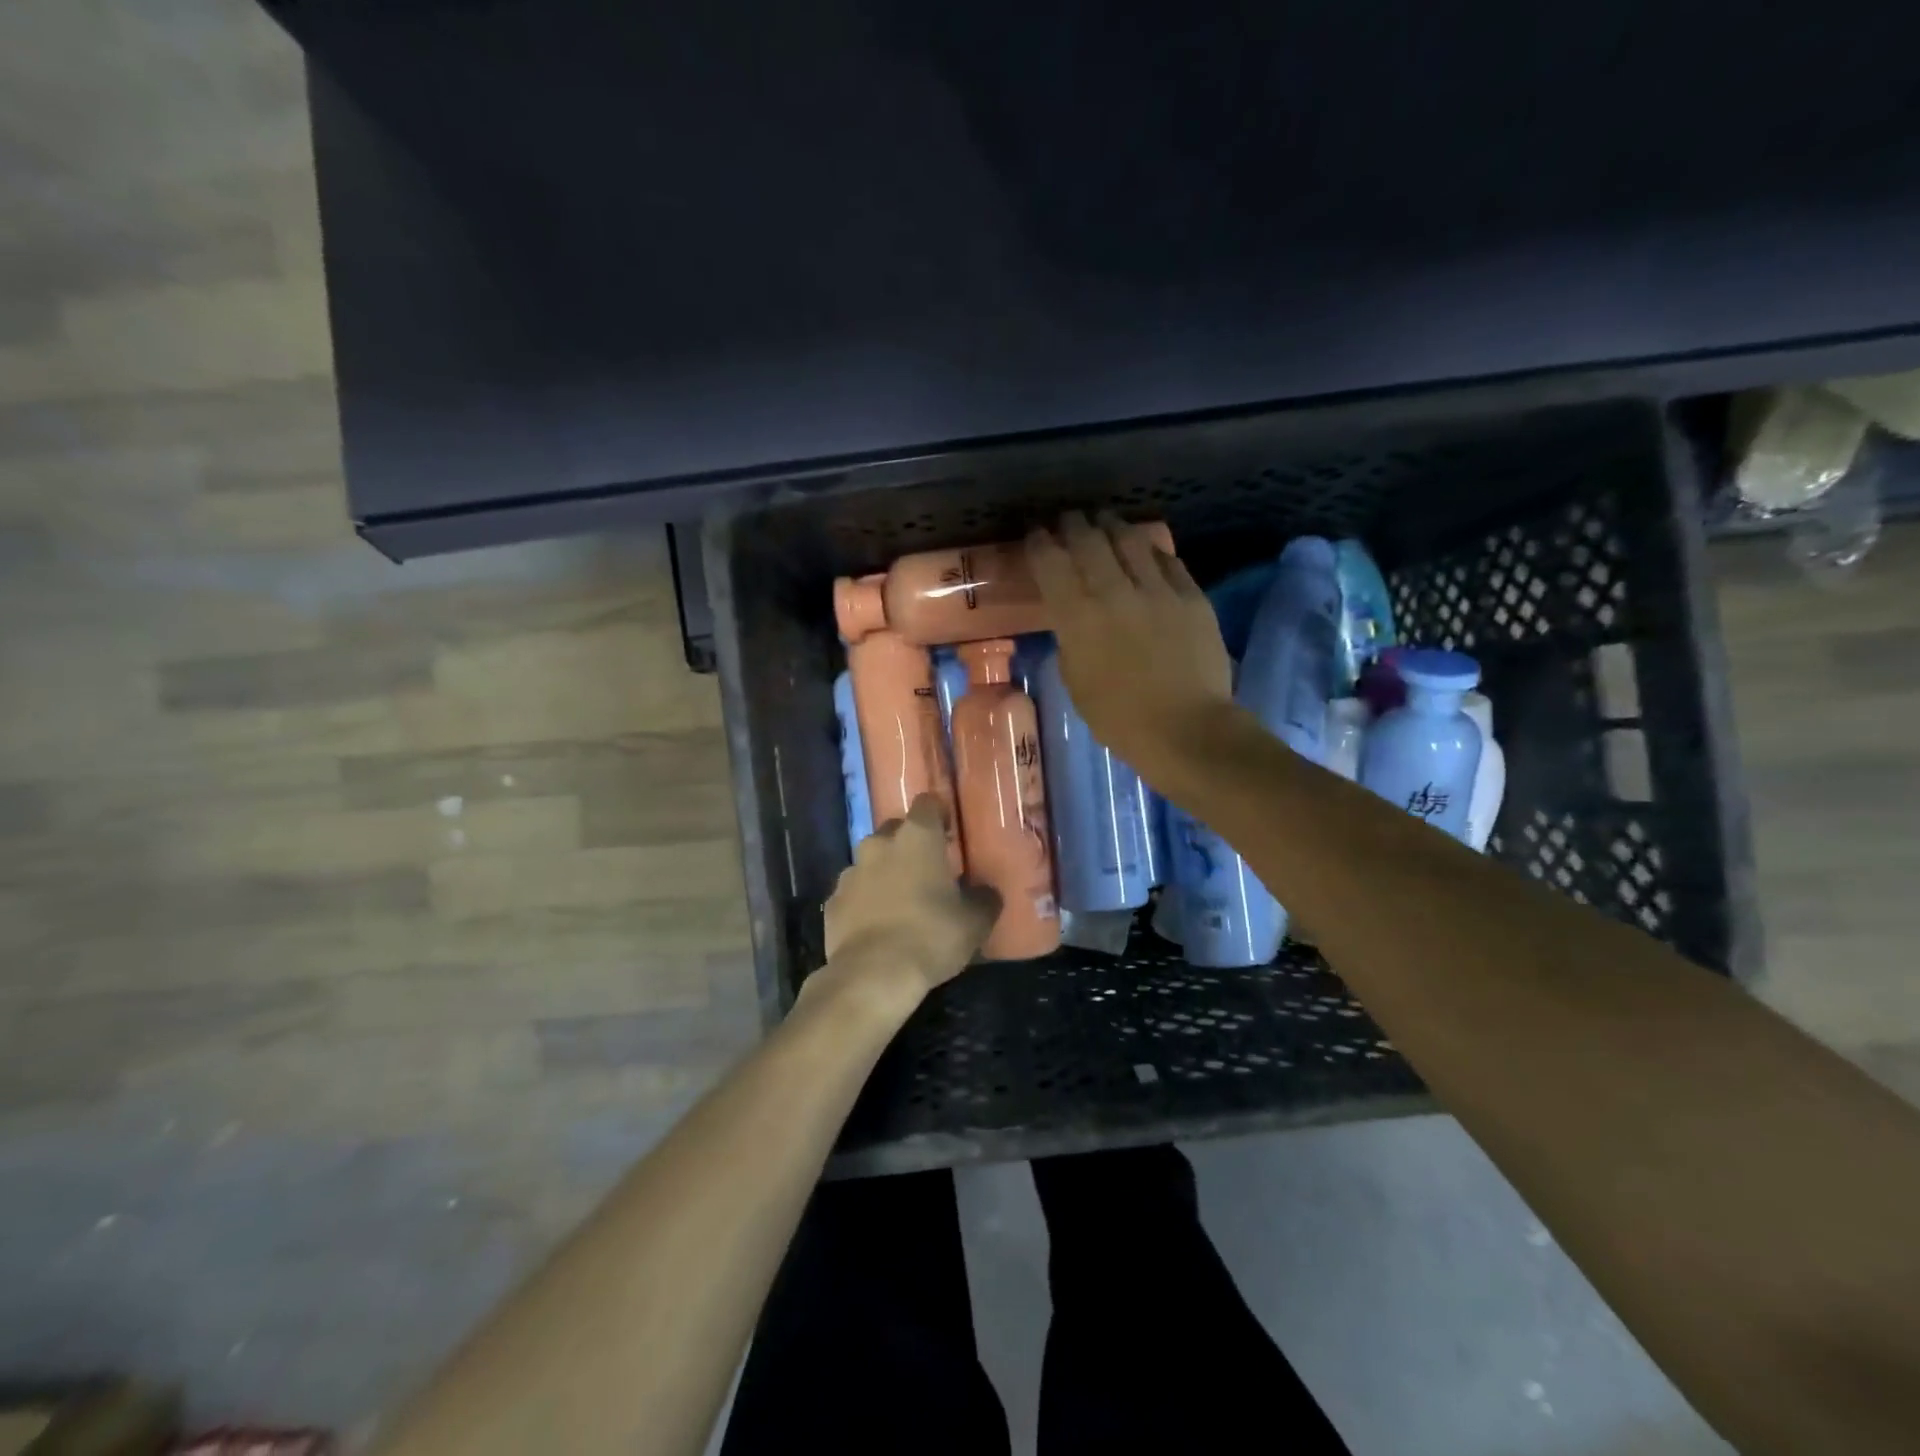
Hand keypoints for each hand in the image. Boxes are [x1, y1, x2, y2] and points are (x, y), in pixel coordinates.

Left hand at [813, 795, 997, 1014]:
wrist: (873, 974)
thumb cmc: (931, 936)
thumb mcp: (975, 922)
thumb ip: (984, 899)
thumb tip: (986, 892)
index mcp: (917, 837)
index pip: (928, 804)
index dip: (939, 815)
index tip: (949, 834)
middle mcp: (880, 844)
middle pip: (896, 830)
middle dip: (909, 845)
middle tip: (927, 871)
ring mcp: (851, 871)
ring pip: (871, 861)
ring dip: (885, 872)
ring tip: (900, 901)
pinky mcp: (833, 900)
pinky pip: (854, 892)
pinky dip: (865, 900)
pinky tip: (876, 925)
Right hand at [1026, 511, 1234, 778]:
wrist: (1186, 728)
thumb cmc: (1119, 718)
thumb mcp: (1075, 681)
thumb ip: (1070, 640)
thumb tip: (1073, 618)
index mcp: (1078, 617)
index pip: (1051, 562)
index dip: (1040, 542)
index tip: (1036, 534)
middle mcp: (1114, 592)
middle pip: (1089, 540)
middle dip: (1073, 524)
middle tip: (1069, 519)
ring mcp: (1157, 590)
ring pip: (1130, 540)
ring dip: (1112, 526)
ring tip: (1105, 522)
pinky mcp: (1191, 595)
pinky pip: (1166, 560)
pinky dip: (1150, 550)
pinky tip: (1145, 550)